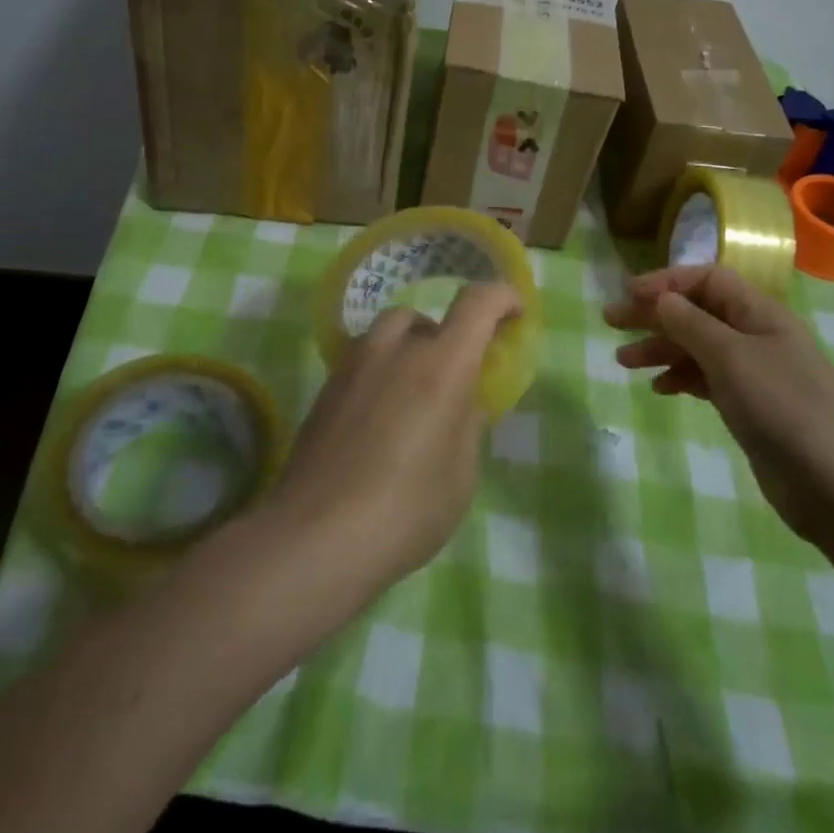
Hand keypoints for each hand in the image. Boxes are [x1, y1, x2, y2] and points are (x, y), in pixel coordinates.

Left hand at [263, 282, 521, 599]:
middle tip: (451, 380)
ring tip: (411, 399)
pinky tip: (377, 421)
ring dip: (406, 350)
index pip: (477, 303)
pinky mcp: (325, 388)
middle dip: (444, 337)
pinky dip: (379, 373)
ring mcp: (353, 365)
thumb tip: (462, 400)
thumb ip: (467, 423)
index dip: (501, 297)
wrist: (319, 534)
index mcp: (442, 364)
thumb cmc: (408, 508)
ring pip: (386, 334)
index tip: (514, 314)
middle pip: (423, 316)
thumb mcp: (461, 472)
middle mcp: (396, 350)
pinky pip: (361, 361)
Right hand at [605, 265, 833, 544]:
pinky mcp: (750, 406)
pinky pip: (706, 379)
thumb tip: (660, 297)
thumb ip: (690, 323)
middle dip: (654, 314)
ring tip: (622, 361)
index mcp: (759, 313)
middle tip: (610, 321)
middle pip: (697, 311)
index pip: (707, 279)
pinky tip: (659, 389)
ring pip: (697, 347)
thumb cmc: (783, 407)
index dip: (666, 281)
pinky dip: (680, 378)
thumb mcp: (730, 357)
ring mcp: (754, 373)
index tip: (627, 294)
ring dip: (660, 348)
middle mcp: (756, 335)